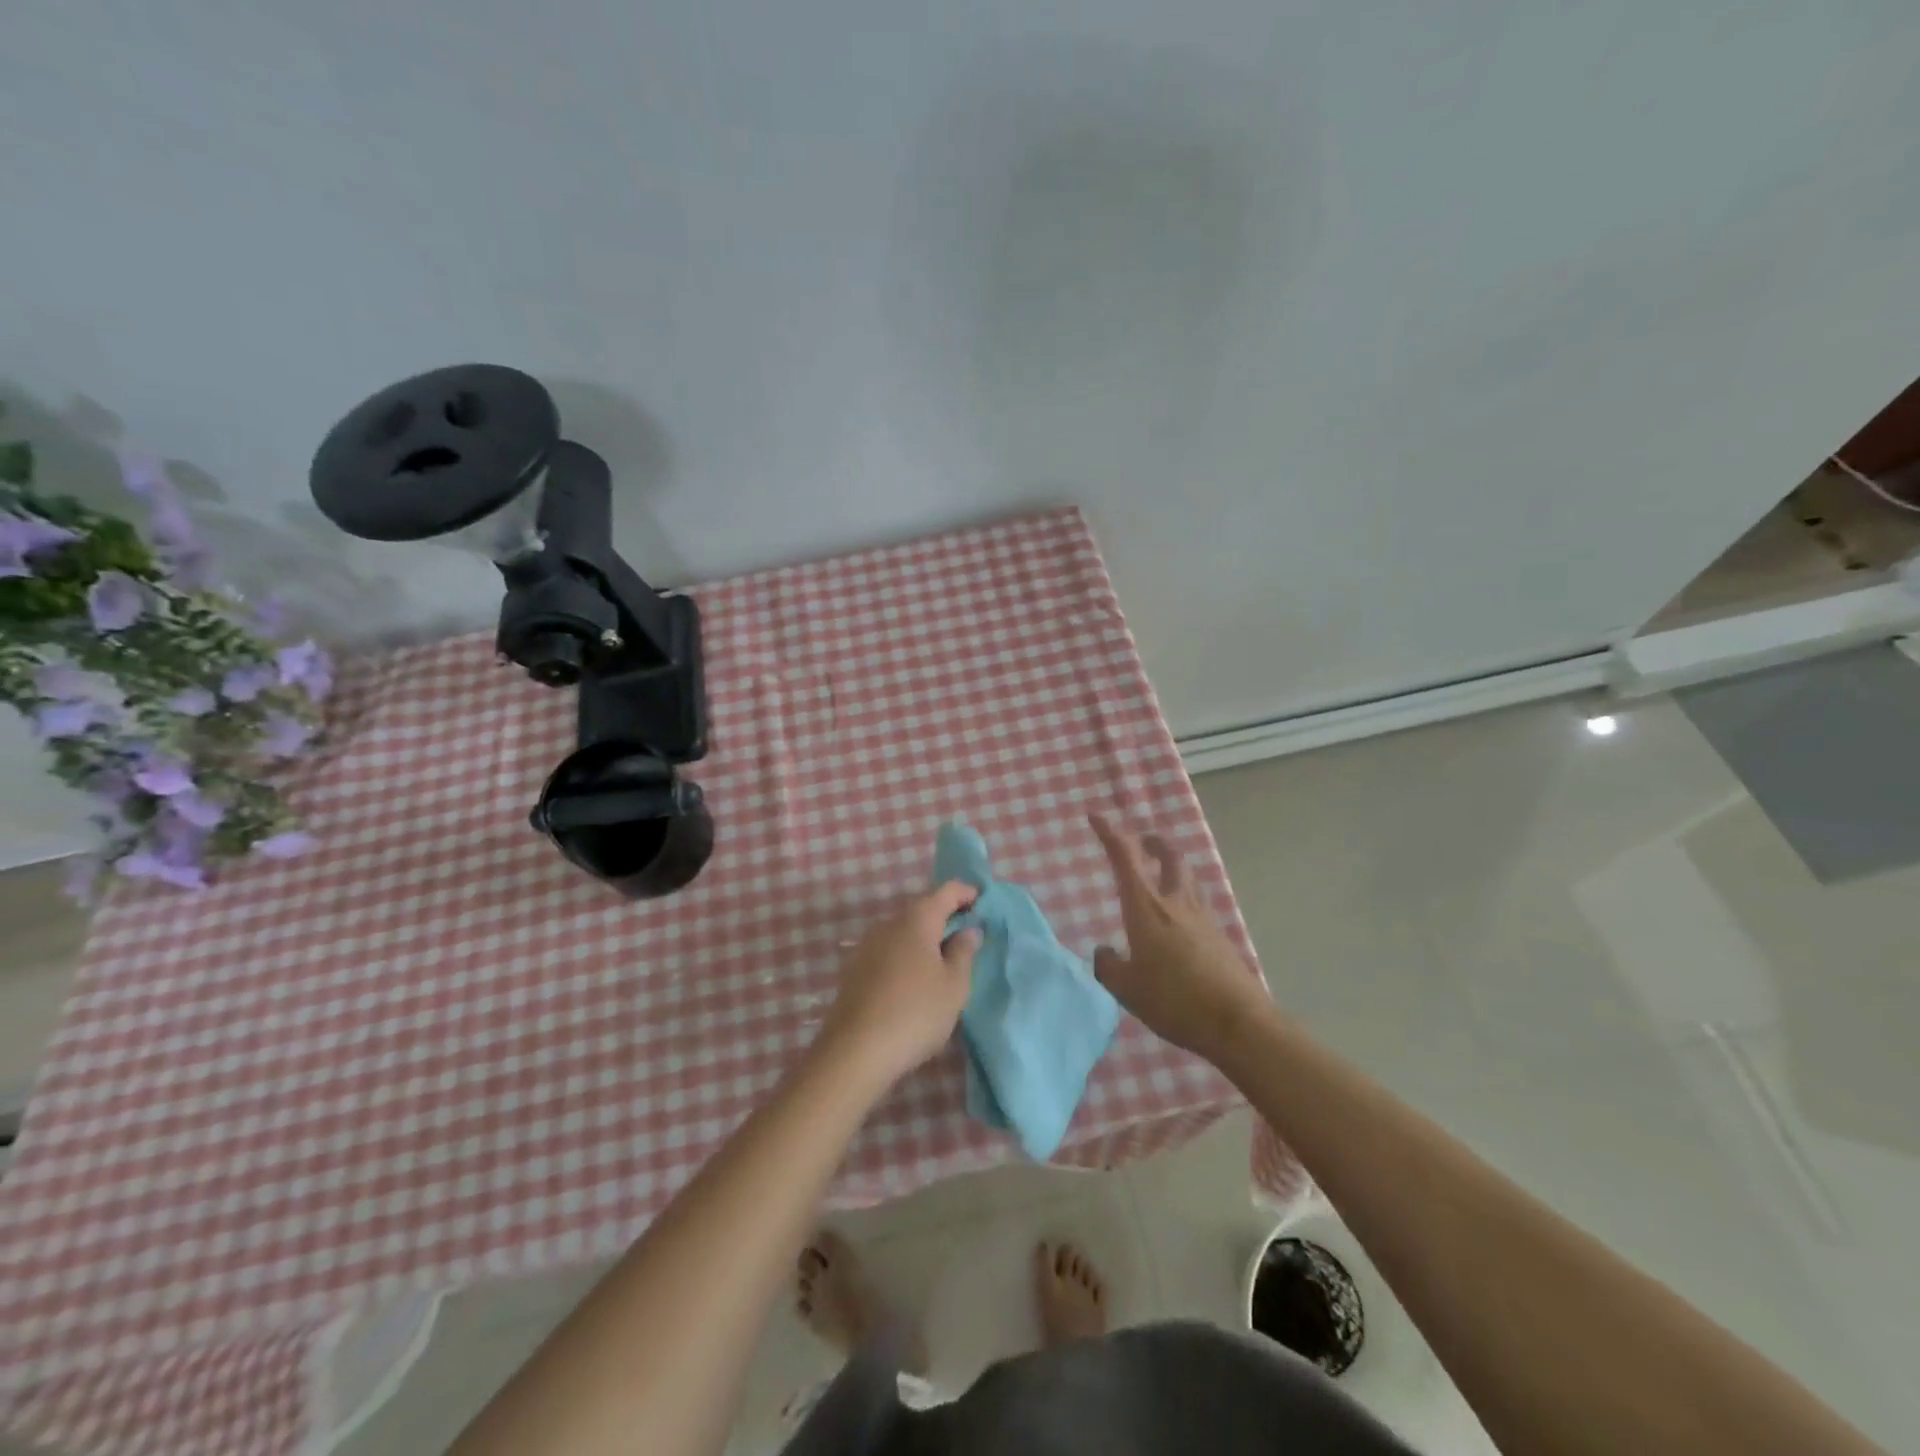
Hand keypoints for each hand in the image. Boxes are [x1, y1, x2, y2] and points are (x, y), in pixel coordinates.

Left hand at [818, 882, 981, 1086]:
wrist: (855, 1051)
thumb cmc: (916, 1013)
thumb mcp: (954, 985)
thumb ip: (964, 952)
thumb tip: (968, 929)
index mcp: (917, 919)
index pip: (946, 891)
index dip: (966, 892)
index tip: (983, 903)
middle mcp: (889, 923)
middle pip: (922, 908)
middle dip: (946, 915)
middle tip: (968, 933)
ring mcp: (867, 945)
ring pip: (904, 930)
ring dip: (925, 937)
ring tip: (944, 959)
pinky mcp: (855, 969)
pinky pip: (889, 950)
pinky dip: (907, 954)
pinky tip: (915, 979)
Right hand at [1090, 814, 1269, 1060]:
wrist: (1238, 1022)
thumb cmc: (1174, 1000)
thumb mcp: (1127, 989)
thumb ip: (1109, 966)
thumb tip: (1104, 952)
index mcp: (1146, 908)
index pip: (1125, 857)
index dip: (1110, 833)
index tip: (1096, 817)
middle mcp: (1175, 903)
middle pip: (1170, 856)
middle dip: (1153, 843)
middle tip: (1143, 842)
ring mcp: (1203, 918)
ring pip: (1188, 877)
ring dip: (1173, 866)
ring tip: (1162, 873)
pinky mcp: (1220, 937)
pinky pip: (1198, 904)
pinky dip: (1185, 897)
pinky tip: (1179, 920)